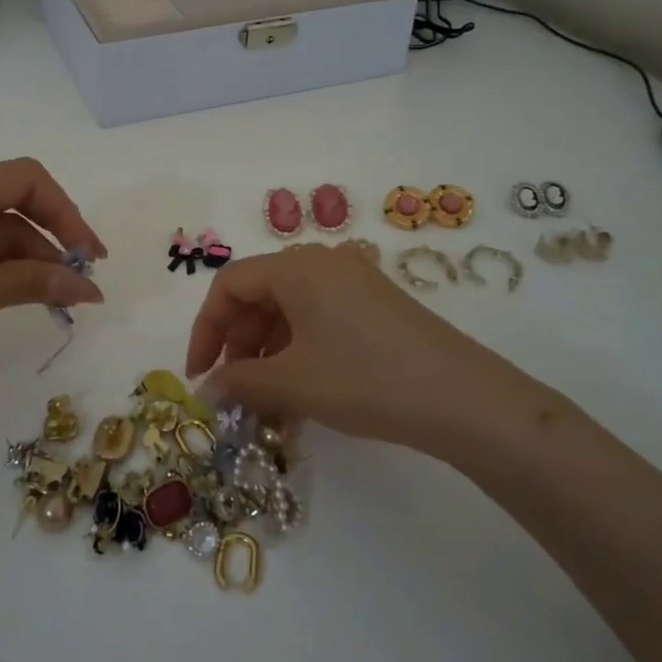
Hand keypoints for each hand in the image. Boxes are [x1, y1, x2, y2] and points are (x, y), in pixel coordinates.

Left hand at [0, 157, 106, 405]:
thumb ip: (33, 283)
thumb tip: (90, 286)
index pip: (26, 179)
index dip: (66, 212)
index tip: (89, 255)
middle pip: (11, 205)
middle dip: (51, 241)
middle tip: (81, 284)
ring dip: (27, 261)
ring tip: (57, 300)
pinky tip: (18, 296)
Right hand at [184, 245, 553, 453]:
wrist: (461, 398)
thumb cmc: (365, 380)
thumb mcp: (292, 383)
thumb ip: (239, 382)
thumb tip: (207, 388)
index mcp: (297, 267)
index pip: (230, 284)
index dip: (205, 329)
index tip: (200, 375)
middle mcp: (324, 262)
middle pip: (259, 293)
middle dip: (237, 342)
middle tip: (234, 389)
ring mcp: (354, 281)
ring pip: (290, 308)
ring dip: (267, 350)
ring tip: (267, 398)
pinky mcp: (376, 305)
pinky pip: (319, 318)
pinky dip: (298, 349)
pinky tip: (302, 389)